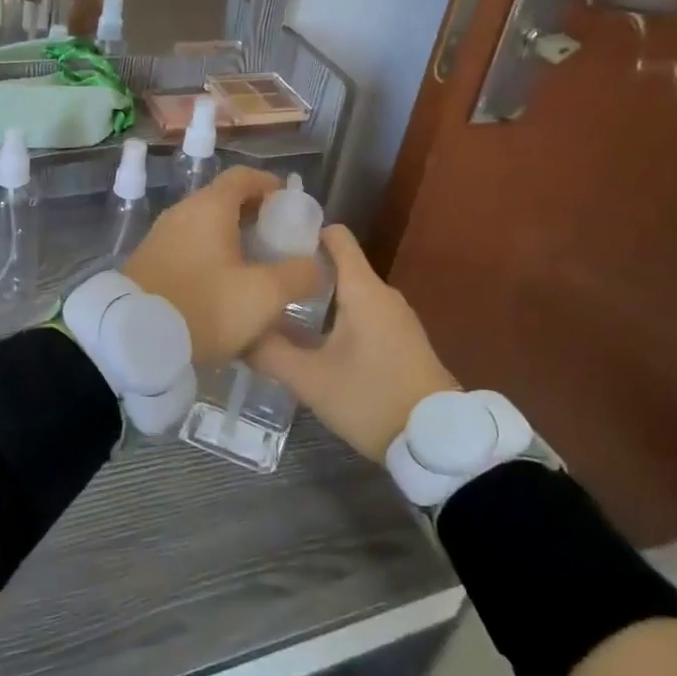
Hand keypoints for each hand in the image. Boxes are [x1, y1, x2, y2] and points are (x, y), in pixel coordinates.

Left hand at [124, 167, 322, 365]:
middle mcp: (182, 211)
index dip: (270, 186)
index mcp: (210, 207)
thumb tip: (316, 265)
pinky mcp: (148, 260)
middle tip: (278, 242)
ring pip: (204, 225)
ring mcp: (161, 235)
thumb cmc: (206, 306)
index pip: (244, 176)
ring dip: (231, 238)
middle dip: (254, 216)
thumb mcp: (265, 295)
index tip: (290, 207)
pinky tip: (221, 285)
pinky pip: (187, 246)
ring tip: (254, 266)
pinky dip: (209, 254)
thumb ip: (299, 275)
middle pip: (224, 200)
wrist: (135, 338)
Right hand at [250, 225, 457, 461]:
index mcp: (363, 289)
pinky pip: (364, 313)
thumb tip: (238, 334)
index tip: (271, 243)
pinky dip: (338, 316)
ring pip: (350, 292)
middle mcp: (383, 294)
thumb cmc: (372, 398)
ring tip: (281, 312)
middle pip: (339, 265)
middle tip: (265, 285)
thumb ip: (270, 353)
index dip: (304, 233)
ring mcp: (397, 317)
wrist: (438, 442)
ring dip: (319, 298)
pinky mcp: (403, 340)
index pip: (336, 236)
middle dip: (302, 271)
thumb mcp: (310, 380)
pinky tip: (315, 340)